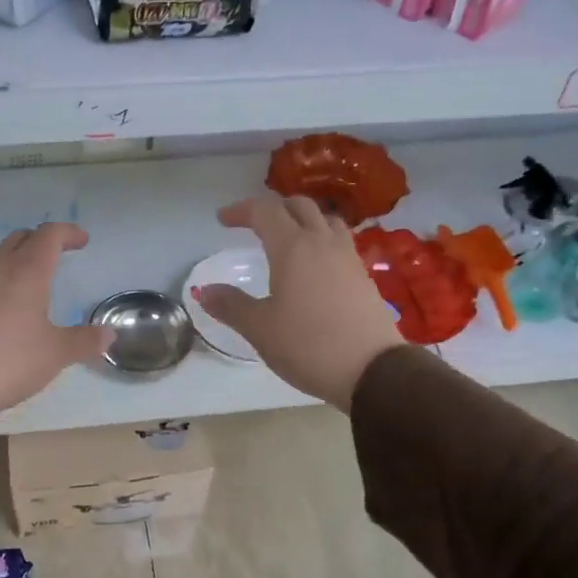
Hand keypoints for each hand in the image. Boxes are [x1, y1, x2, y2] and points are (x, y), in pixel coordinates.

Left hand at [0, 223, 113, 414]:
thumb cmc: (10, 359)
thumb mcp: (55, 353)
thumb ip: (83, 341)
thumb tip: (109, 335)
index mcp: (28, 271)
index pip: (49, 235)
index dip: (68, 233)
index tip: (82, 241)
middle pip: (20, 238)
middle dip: (40, 240)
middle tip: (55, 254)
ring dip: (13, 253)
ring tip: (24, 270)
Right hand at [193, 195, 403, 411]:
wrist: (372, 370)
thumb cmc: (308, 345)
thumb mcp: (260, 329)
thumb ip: (231, 306)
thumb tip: (204, 292)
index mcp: (293, 248)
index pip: (264, 212)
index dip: (241, 210)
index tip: (223, 220)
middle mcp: (322, 243)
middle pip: (300, 206)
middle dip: (274, 208)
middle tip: (254, 224)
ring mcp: (348, 258)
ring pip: (326, 220)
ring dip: (303, 220)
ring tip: (288, 238)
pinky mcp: (364, 276)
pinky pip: (341, 242)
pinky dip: (322, 240)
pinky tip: (316, 265)